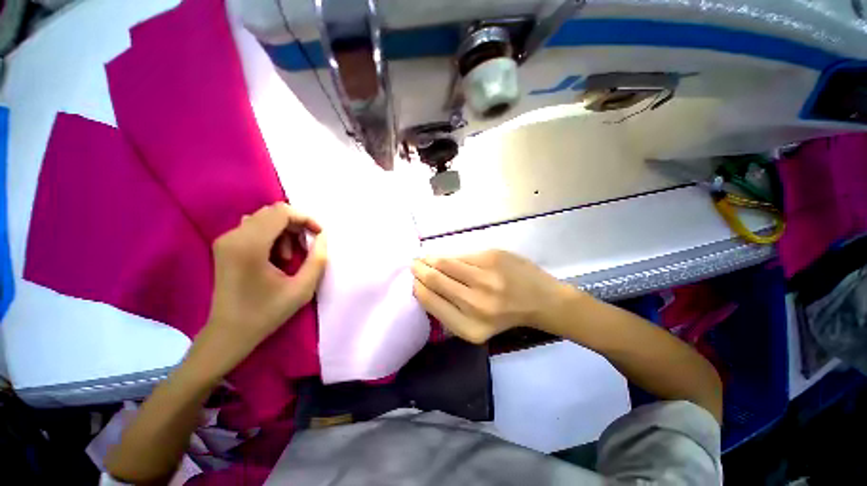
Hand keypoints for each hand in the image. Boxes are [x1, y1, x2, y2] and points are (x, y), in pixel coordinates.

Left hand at [195, 202, 327, 375]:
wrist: (229, 332)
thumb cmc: (266, 312)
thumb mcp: (302, 288)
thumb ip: (317, 259)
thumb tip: (323, 236)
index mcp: (250, 246)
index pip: (281, 213)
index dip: (305, 218)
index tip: (319, 234)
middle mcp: (233, 236)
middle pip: (272, 213)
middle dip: (297, 225)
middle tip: (308, 246)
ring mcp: (226, 240)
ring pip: (264, 219)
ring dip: (284, 231)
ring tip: (289, 257)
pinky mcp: (225, 246)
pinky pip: (254, 228)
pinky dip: (272, 236)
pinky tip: (276, 257)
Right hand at [411, 250, 570, 343]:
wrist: (542, 300)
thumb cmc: (506, 316)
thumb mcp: (475, 327)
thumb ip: (449, 311)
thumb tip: (424, 286)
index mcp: (469, 327)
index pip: (430, 301)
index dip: (418, 287)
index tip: (414, 280)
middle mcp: (475, 303)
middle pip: (435, 279)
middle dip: (420, 269)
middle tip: (414, 263)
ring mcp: (485, 277)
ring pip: (446, 262)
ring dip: (431, 259)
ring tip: (425, 257)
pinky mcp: (493, 257)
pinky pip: (462, 254)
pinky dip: (451, 256)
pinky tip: (447, 256)